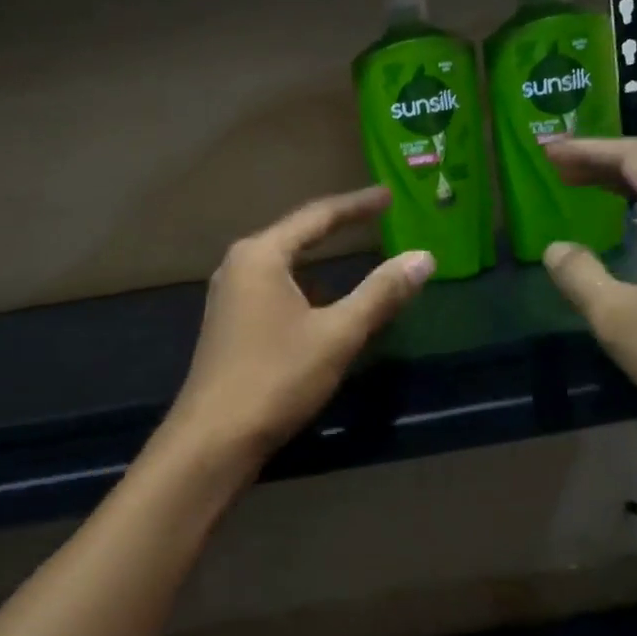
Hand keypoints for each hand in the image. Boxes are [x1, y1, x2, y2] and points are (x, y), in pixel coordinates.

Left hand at [166, 187, 434, 464]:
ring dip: (319, 262)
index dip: (357, 206)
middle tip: (376, 220)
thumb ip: (380, 293)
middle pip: (296, 236)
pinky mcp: (228, 325)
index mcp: (261, 255)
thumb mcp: (337, 335)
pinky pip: (273, 291)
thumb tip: (423, 257)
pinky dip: (304, 289)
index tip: (389, 196)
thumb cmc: (275, 378)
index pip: (317, 216)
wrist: (213, 439)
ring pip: (284, 267)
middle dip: (337, 229)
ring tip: (354, 258)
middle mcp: (238, 266)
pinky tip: (321, 306)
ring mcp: (228, 297)